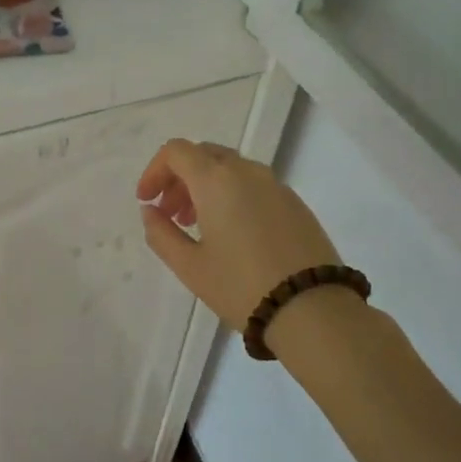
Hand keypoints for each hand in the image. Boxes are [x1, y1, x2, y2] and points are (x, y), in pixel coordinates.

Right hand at [137, 139, 342, 330]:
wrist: (314, 310)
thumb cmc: (241, 286)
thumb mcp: (190, 266)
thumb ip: (161, 233)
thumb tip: (150, 211)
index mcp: (216, 179)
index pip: (176, 151)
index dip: (154, 171)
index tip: (146, 201)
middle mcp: (247, 171)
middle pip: (203, 155)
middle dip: (179, 179)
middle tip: (169, 214)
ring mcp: (276, 185)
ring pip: (230, 169)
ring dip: (205, 187)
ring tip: (198, 226)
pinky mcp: (295, 203)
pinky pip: (254, 185)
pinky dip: (232, 195)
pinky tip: (232, 234)